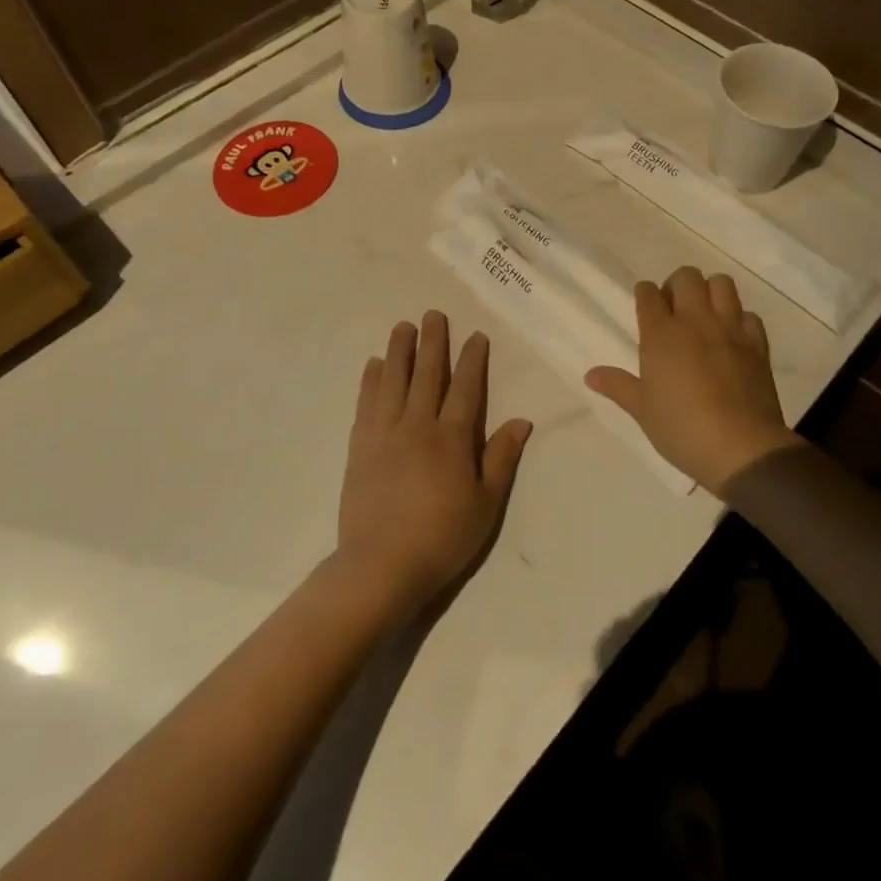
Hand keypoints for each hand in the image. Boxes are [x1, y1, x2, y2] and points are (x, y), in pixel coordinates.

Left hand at [337, 311, 532, 614]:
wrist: (381, 566)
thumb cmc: (442, 538)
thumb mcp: (486, 504)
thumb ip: (501, 459)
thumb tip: (521, 420)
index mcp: (452, 439)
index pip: (465, 388)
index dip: (471, 360)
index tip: (474, 336)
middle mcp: (417, 426)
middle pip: (427, 375)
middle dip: (433, 342)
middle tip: (433, 314)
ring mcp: (384, 434)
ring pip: (393, 381)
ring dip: (398, 351)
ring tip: (402, 327)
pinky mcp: (359, 447)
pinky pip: (366, 403)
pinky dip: (370, 381)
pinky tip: (373, 365)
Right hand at [586, 267, 797, 494]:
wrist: (741, 448)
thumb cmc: (681, 429)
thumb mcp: (642, 410)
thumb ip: (618, 386)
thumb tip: (590, 374)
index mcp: (661, 334)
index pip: (648, 294)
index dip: (644, 293)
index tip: (645, 302)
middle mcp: (695, 321)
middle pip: (687, 277)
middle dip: (677, 285)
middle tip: (674, 308)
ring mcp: (730, 329)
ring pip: (722, 283)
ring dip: (711, 291)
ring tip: (704, 314)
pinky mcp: (757, 344)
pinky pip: (749, 315)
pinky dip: (740, 319)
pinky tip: (733, 337)